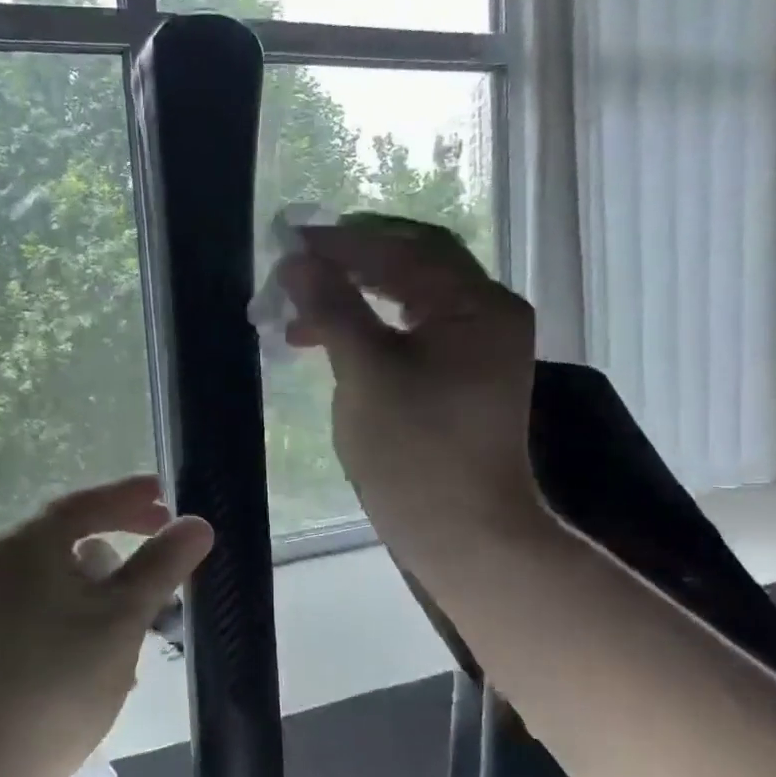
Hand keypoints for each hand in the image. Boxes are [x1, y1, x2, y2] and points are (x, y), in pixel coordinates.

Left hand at [0, 475, 213, 776]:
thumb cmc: (56, 684)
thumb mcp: (121, 620)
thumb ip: (161, 565)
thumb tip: (198, 522)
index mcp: (24, 545)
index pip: (85, 502)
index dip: (131, 496)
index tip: (169, 494)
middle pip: (71, 537)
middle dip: (123, 546)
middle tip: (166, 547)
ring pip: (62, 576)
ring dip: (105, 588)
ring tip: (141, 618)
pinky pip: (45, 605)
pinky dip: (80, 613)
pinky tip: (104, 653)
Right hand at [280, 213, 551, 582]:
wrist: (463, 534)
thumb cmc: (416, 452)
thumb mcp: (366, 373)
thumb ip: (333, 308)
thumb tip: (295, 262)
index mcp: (478, 305)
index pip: (405, 249)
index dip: (344, 242)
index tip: (289, 243)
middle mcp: (486, 315)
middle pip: (411, 267)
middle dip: (348, 265)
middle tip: (292, 269)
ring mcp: (476, 348)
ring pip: (406, 301)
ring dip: (352, 299)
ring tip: (296, 316)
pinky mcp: (459, 378)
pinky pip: (409, 334)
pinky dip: (368, 330)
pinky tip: (328, 342)